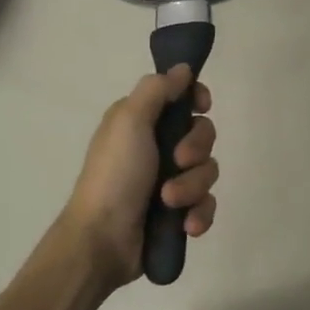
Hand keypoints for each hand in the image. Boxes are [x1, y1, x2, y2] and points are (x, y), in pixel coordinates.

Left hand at [61, 65, 218, 286]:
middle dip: (196, 149)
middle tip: (177, 161)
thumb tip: (183, 69)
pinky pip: (207, 205)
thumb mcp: (129, 121)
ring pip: (207, 171)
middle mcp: (157, 147)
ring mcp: (169, 181)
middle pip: (203, 134)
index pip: (182, 98)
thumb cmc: (114, 175)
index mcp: (141, 122)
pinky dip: (199, 214)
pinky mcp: (178, 213)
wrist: (102, 241)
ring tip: (169, 202)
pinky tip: (186, 226)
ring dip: (192, 187)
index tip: (201, 106)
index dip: (196, 99)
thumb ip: (157, 90)